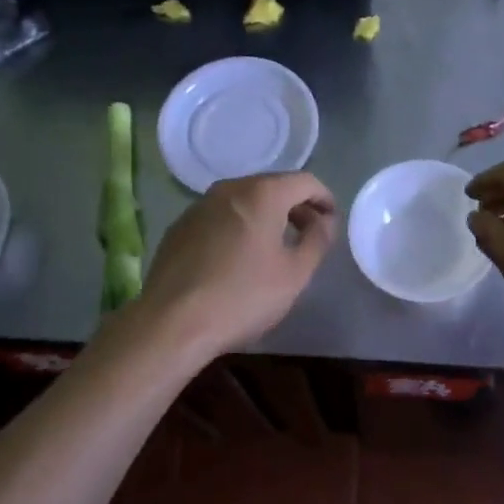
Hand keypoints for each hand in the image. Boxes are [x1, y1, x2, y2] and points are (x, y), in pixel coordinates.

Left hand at [135, 172, 337, 359]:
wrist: (172, 322)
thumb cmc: (243, 296)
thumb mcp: (295, 273)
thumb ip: (318, 239)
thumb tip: (324, 220)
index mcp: (262, 193)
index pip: (305, 181)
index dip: (324, 198)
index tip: (332, 222)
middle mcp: (229, 188)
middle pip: (272, 186)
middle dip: (295, 206)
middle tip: (308, 234)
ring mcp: (199, 206)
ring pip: (243, 200)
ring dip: (265, 215)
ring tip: (275, 246)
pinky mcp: (179, 226)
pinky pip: (220, 216)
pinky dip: (237, 226)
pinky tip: (237, 257)